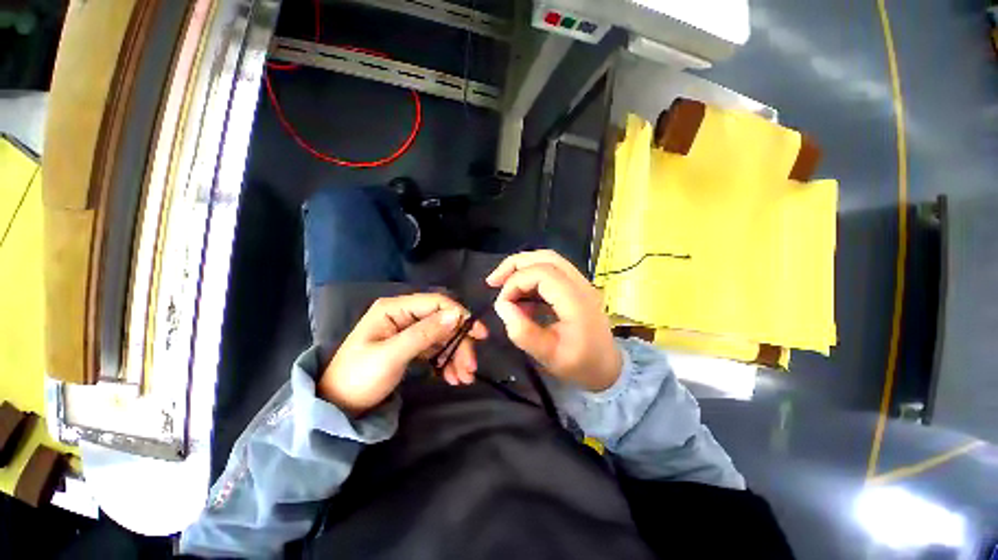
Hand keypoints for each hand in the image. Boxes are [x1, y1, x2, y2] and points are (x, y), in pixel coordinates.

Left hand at [319, 294, 487, 414]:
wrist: (337, 407)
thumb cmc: (359, 378)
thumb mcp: (391, 355)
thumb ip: (424, 333)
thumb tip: (456, 315)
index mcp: (395, 309)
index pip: (436, 303)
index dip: (459, 315)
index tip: (479, 334)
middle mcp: (404, 316)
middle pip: (443, 322)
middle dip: (459, 343)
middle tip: (471, 367)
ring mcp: (409, 331)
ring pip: (443, 337)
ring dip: (456, 355)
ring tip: (464, 378)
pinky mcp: (411, 346)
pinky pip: (436, 349)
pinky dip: (447, 362)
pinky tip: (452, 377)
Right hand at [486, 250, 621, 391]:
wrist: (607, 369)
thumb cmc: (579, 365)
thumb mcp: (548, 356)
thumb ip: (523, 332)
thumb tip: (502, 306)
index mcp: (576, 301)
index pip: (542, 273)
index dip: (516, 282)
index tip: (502, 304)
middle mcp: (581, 285)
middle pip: (546, 257)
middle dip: (515, 265)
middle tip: (493, 282)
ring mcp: (581, 284)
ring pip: (549, 260)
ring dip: (523, 268)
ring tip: (503, 286)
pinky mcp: (577, 288)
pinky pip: (552, 272)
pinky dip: (532, 277)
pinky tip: (521, 297)